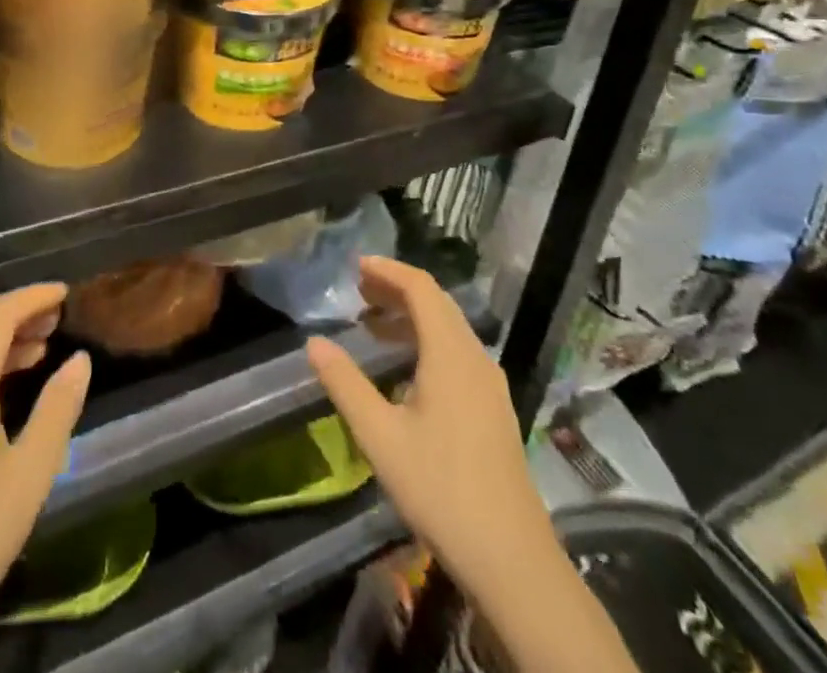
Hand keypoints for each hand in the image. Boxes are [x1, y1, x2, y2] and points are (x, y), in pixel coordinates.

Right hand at [305, 258, 552, 606]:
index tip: (356, 267)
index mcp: (451, 354)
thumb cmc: (441, 489)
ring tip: (372, 325)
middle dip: (397, 289)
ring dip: (411, 316)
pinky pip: (457, 352)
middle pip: (437, 303)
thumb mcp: (381, 437)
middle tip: (358, 292)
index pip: (421, 288)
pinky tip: (404, 368)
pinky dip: (426, 341)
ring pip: (448, 329)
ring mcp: (489, 383)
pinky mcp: (493, 407)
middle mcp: (474, 357)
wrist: (512, 559)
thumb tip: (314, 342)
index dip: (388, 270)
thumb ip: (345, 384)